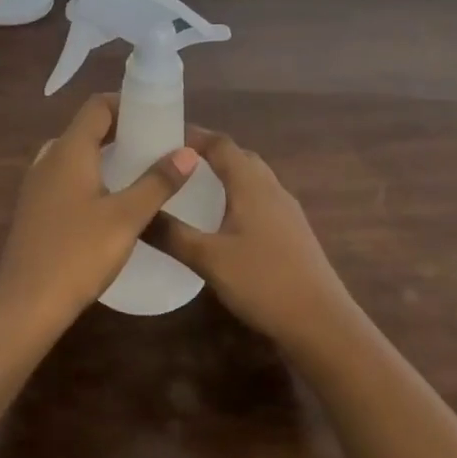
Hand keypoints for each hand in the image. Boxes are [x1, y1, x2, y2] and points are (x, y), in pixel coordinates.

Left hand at [0, 93, 197, 334]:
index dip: (127, 102)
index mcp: (69, 151)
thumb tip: (188, 152)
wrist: (26, 304)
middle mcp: (48, 160)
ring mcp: (37, 186)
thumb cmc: (78, 253)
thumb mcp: (127, 217)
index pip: (97, 106)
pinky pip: (66, 178)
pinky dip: (91, 176)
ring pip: (75, 155)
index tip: (158, 114)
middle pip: (86, 129)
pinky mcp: (35, 210)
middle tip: (155, 143)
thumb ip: (158, 182)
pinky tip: (111, 202)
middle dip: (121, 129)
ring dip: (105, 154)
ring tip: (139, 170)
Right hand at [159, 129, 366, 352]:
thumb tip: (136, 212)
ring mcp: (287, 211)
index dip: (193, 136)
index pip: (221, 144)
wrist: (320, 322)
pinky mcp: (292, 233)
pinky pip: (260, 201)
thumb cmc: (263, 281)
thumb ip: (171, 234)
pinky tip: (222, 223)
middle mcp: (272, 189)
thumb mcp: (208, 259)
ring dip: (224, 176)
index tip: (161, 137)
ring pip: (252, 180)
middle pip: (239, 157)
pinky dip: (237, 199)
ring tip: (192, 189)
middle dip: (207, 155)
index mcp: (252, 184)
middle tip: (173, 164)